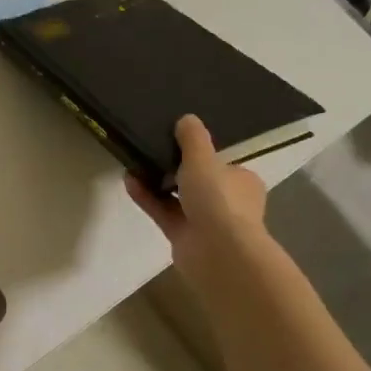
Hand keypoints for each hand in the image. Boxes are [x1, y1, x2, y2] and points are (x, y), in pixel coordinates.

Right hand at [125, 115, 268, 274]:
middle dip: (174, 169)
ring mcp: (205, 222)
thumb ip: (193, 139)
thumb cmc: (218, 199)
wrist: (218, 252)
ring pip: (177, 197)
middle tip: (150, 151)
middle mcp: (227, 202)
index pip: (221, 164)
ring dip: (156, 182)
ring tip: (133, 163)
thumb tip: (187, 119)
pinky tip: (129, 181)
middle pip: (197, 181)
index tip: (175, 142)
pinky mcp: (184, 236)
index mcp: (242, 182)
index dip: (200, 154)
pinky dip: (147, 197)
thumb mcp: (203, 159)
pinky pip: (163, 211)